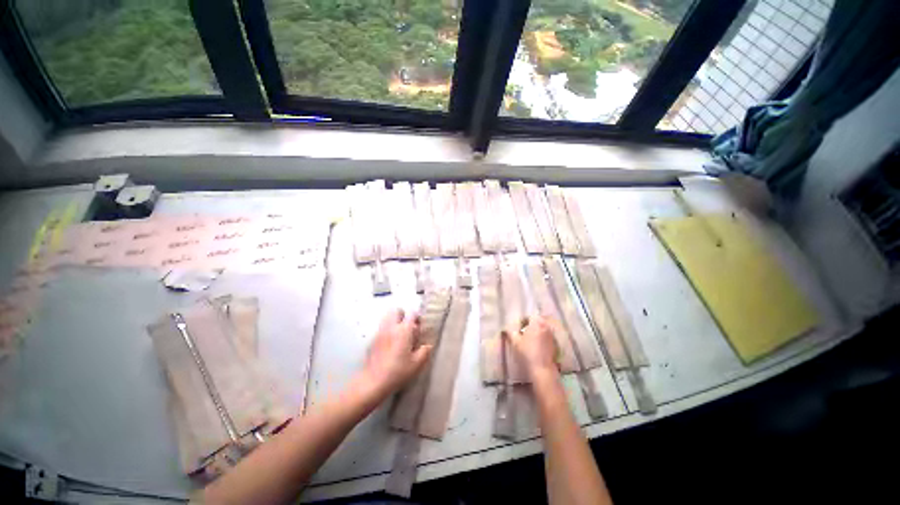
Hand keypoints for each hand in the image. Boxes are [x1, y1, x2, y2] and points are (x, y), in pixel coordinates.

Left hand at [358, 308, 432, 398]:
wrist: (373, 382)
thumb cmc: (397, 372)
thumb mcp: (417, 364)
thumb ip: (425, 351)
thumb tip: (427, 345)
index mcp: (404, 330)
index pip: (412, 314)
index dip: (417, 317)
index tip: (419, 325)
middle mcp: (391, 327)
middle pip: (396, 310)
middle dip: (403, 314)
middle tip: (408, 326)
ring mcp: (380, 332)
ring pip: (387, 317)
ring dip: (394, 320)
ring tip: (399, 333)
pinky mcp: (372, 339)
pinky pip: (381, 327)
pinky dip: (387, 329)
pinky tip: (390, 343)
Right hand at [507, 315, 559, 380]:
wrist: (542, 369)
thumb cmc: (527, 353)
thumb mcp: (515, 342)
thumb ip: (511, 332)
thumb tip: (507, 328)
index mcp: (537, 323)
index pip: (529, 316)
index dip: (522, 321)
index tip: (518, 328)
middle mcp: (546, 326)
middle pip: (537, 321)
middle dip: (530, 325)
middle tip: (523, 333)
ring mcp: (551, 335)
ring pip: (542, 329)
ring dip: (536, 332)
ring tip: (529, 340)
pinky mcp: (554, 344)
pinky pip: (546, 336)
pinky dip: (541, 338)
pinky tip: (536, 346)